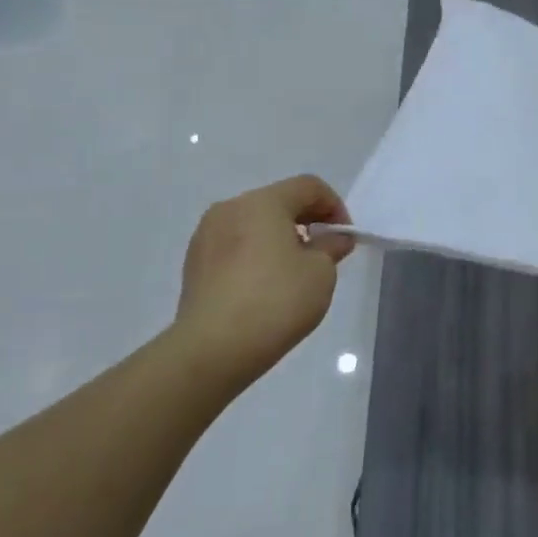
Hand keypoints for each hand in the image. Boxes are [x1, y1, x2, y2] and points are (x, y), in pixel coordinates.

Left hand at [170, 175, 354, 396]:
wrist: (212, 350)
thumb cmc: (275, 301)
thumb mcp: (321, 273)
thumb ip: (331, 247)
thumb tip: (332, 238)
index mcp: (262, 202)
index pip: (308, 186)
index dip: (334, 206)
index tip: (344, 238)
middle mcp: (230, 208)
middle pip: (278, 202)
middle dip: (306, 221)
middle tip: (323, 254)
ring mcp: (206, 236)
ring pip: (254, 224)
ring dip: (279, 238)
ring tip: (293, 273)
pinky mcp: (194, 264)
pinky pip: (234, 246)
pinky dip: (255, 255)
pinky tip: (264, 287)